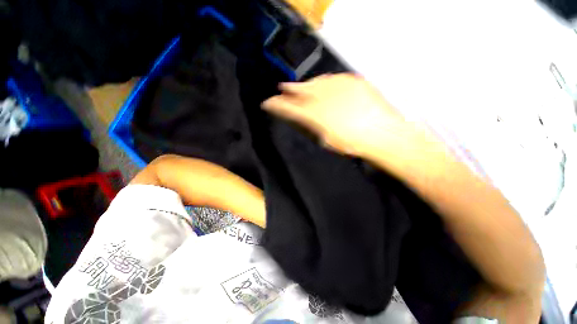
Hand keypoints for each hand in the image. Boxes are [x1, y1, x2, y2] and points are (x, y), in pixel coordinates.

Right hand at [262, 74, 406, 157]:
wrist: (383, 135)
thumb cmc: (351, 144)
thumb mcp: (325, 140)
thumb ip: (309, 127)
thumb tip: (299, 119)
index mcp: (314, 116)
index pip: (289, 108)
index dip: (277, 105)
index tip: (267, 104)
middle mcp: (323, 98)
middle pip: (300, 90)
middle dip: (288, 91)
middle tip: (281, 90)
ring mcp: (339, 87)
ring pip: (315, 82)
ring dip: (304, 85)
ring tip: (298, 87)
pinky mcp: (353, 81)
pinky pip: (332, 78)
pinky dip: (323, 81)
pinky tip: (321, 83)